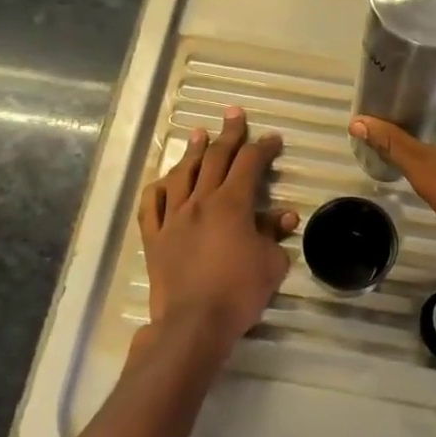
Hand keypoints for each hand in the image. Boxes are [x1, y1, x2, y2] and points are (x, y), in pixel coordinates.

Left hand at [135, 107, 295, 368]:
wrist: (193, 323)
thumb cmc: (239, 292)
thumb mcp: (271, 263)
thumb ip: (274, 234)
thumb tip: (284, 215)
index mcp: (232, 204)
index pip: (250, 164)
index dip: (263, 147)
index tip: (273, 138)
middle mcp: (200, 201)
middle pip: (215, 159)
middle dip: (228, 134)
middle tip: (234, 114)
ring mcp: (173, 217)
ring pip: (181, 174)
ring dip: (192, 151)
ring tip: (198, 133)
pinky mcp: (154, 237)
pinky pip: (151, 205)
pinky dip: (158, 188)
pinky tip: (163, 180)